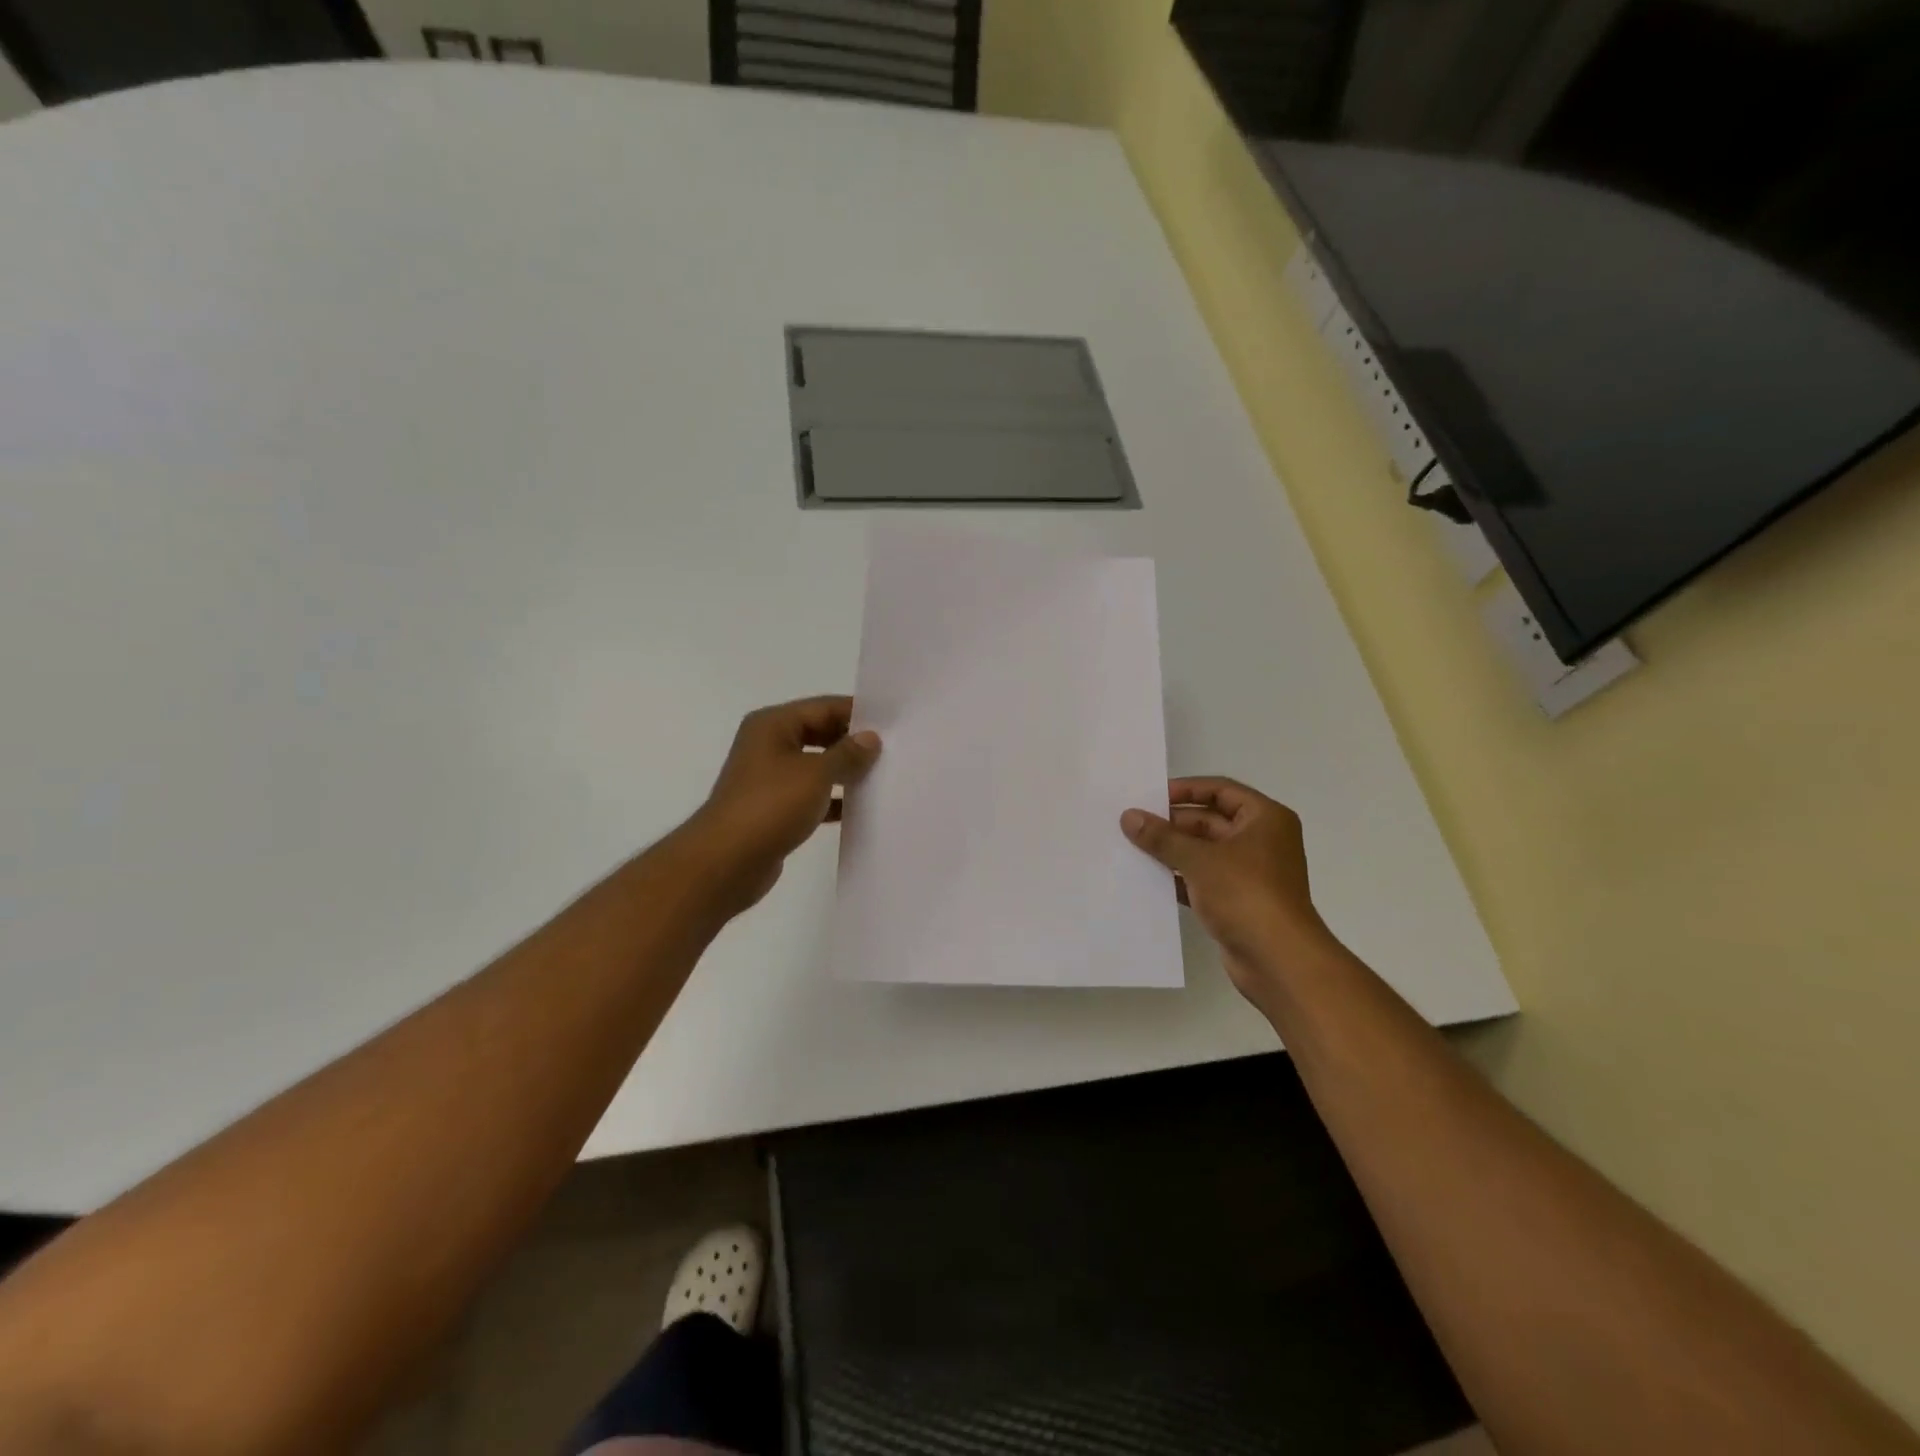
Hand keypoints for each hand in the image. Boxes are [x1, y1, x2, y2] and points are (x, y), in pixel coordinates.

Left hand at [687, 696, 880, 914]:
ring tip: (884, 776)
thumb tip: (871, 738)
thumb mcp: (816, 774)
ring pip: (817, 766)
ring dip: (845, 772)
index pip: (823, 707)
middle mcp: (769, 745)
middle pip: (819, 734)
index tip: (892, 722)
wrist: (727, 862)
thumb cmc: (770, 806)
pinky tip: (859, 809)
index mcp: (773, 725)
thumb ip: (847, 754)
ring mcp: (770, 778)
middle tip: (893, 750)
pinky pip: (811, 795)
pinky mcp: (774, 809)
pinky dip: (833, 799)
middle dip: (853, 742)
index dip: (857, 712)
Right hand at [1121, 777, 1334, 1003]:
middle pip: (1209, 820)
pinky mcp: (1237, 901)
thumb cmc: (1245, 894)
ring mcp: (1250, 873)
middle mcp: (1261, 840)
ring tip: (1132, 849)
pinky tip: (1148, 879)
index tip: (1150, 796)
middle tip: (1132, 825)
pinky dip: (1178, 877)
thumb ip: (1162, 837)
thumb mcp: (1199, 859)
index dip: (1185, 790)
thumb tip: (1129, 816)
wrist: (1278, 960)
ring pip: (1203, 852)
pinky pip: (1202, 879)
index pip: (1220, 790)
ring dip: (1171, 851)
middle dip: (1172, 824)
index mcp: (1264, 819)